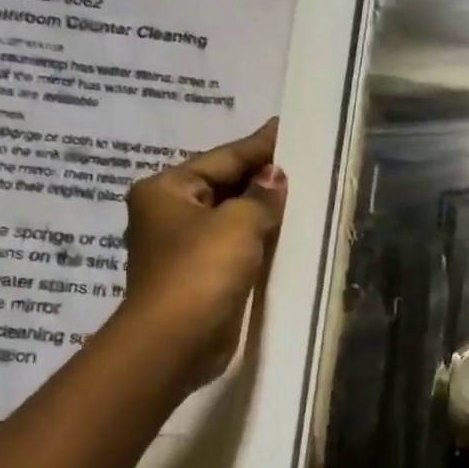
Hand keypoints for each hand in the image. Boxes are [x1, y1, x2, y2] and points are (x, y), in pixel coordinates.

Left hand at [120, 119, 285, 387]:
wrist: (176, 340)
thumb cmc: (201, 270)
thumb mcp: (238, 223)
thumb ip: (261, 196)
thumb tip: (275, 177)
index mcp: (167, 190)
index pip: (222, 158)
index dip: (258, 145)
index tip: (284, 127)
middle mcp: (168, 212)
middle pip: (222, 184)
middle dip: (260, 176)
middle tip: (301, 160)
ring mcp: (182, 245)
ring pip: (230, 215)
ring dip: (261, 207)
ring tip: (300, 191)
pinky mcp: (200, 274)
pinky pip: (234, 243)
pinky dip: (258, 235)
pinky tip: (285, 230)